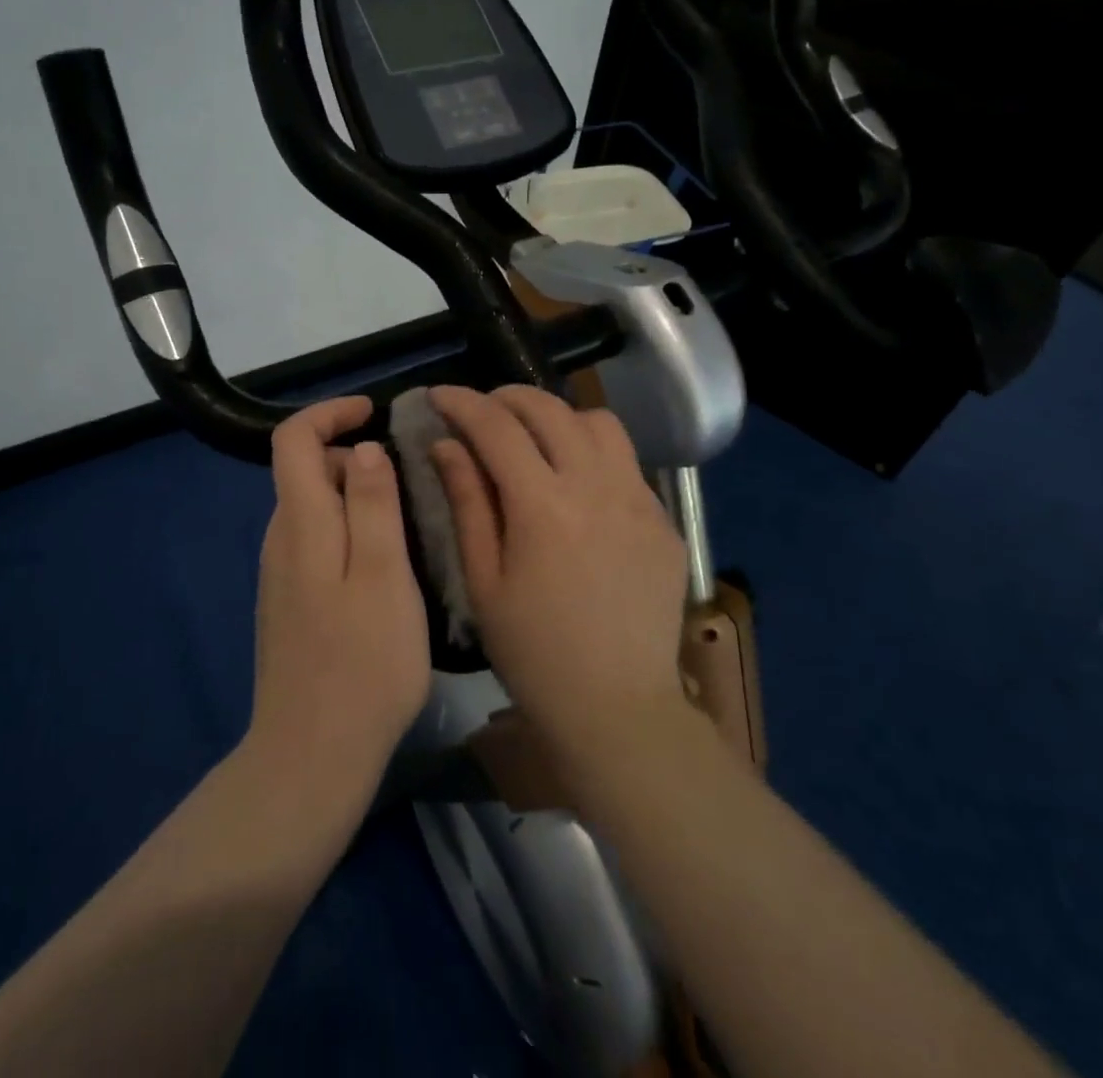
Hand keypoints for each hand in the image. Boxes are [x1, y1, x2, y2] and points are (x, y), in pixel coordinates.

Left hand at [246, 397, 430, 791]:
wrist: (312, 755)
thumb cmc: (362, 662)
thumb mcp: (384, 574)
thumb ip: (372, 504)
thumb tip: (361, 448)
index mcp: (301, 524)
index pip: (292, 440)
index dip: (329, 413)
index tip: (373, 412)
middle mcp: (281, 541)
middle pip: (304, 472)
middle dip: (351, 456)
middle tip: (408, 478)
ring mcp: (281, 576)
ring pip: (314, 510)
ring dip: (354, 496)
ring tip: (407, 519)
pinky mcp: (290, 605)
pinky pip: (317, 544)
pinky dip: (348, 531)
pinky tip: (385, 567)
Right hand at [427, 385, 689, 754]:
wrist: (617, 707)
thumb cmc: (533, 652)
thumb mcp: (483, 580)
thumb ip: (466, 502)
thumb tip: (447, 444)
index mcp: (543, 506)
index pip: (497, 426)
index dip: (462, 402)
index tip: (438, 395)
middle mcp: (597, 487)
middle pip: (550, 409)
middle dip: (507, 397)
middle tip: (481, 411)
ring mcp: (640, 500)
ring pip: (598, 422)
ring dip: (558, 416)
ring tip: (534, 438)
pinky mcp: (664, 520)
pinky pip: (626, 462)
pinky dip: (592, 452)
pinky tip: (576, 484)